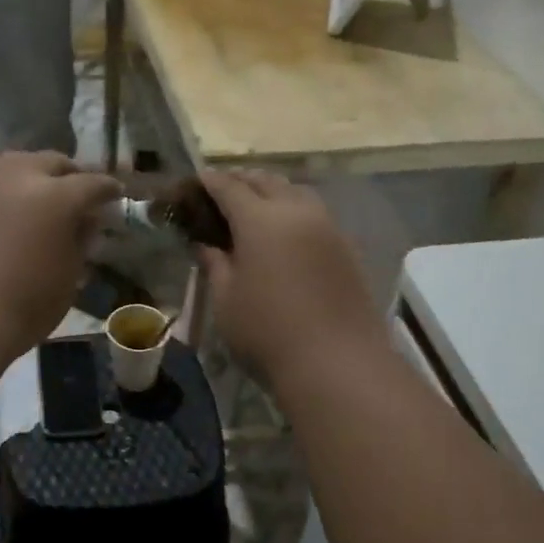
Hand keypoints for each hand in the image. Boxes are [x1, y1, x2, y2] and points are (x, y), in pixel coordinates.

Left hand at [0, 152, 120, 360]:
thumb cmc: (27, 304)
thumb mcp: (69, 276)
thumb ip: (79, 241)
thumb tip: (85, 221)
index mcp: (57, 196)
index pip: (92, 183)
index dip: (108, 190)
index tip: (116, 195)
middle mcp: (21, 178)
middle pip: (53, 162)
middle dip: (71, 175)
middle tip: (81, 194)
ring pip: (17, 161)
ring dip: (35, 170)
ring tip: (42, 189)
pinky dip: (0, 178)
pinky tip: (4, 192)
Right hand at [194, 170, 388, 383]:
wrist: (338, 362)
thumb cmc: (267, 332)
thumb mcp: (226, 300)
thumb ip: (215, 264)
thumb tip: (207, 244)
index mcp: (260, 219)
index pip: (229, 187)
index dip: (210, 182)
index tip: (196, 181)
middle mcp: (297, 211)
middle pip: (266, 181)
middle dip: (242, 181)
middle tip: (222, 192)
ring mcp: (328, 227)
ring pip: (296, 192)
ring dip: (272, 191)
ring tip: (255, 207)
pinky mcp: (347, 247)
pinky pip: (315, 214)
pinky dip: (295, 211)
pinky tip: (286, 233)